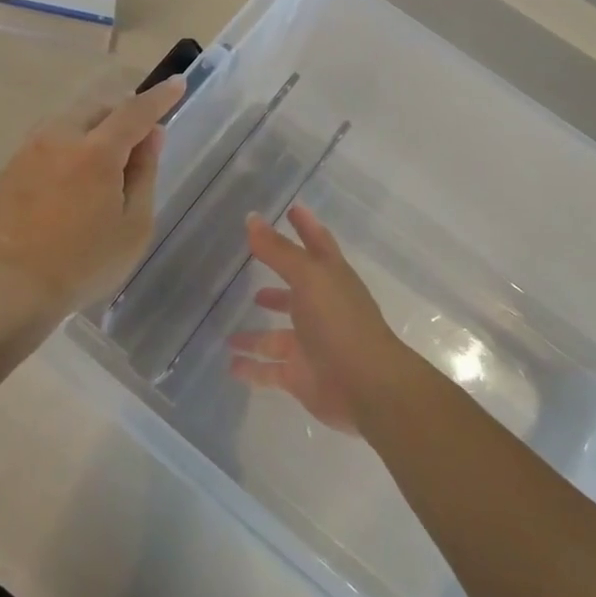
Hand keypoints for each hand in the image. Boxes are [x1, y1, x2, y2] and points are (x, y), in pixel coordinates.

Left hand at [0, 75, 185, 320]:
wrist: (9, 289)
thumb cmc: (83, 264)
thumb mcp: (133, 226)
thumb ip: (144, 173)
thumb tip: (151, 135)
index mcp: (95, 152)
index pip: (135, 111)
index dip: (159, 97)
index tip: (176, 84)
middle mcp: (58, 138)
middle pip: (97, 110)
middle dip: (121, 115)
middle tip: (136, 142)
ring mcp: (27, 152)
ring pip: (67, 122)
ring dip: (90, 130)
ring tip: (101, 162)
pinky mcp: (7, 169)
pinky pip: (45, 144)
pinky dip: (65, 149)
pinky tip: (67, 182)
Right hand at [227, 206, 406, 432]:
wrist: (367, 387)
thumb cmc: (340, 322)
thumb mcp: (308, 277)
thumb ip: (278, 250)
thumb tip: (252, 218)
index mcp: (330, 279)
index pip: (317, 244)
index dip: (305, 226)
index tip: (291, 209)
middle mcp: (321, 309)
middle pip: (295, 291)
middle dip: (276, 285)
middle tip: (250, 271)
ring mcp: (311, 344)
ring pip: (276, 336)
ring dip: (255, 334)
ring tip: (228, 332)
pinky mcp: (301, 376)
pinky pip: (269, 370)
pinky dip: (251, 368)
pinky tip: (230, 364)